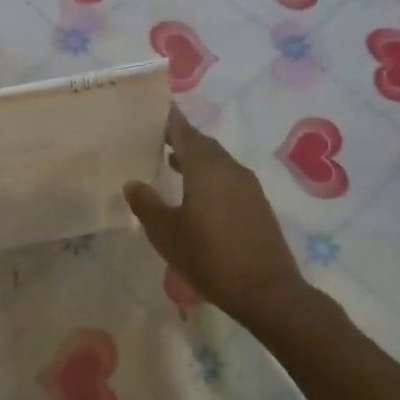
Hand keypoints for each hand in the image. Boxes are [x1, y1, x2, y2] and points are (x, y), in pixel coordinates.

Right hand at [124, 108, 308, 332]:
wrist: (267, 291)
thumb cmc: (210, 258)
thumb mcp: (167, 234)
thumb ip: (147, 205)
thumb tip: (133, 183)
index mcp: (206, 169)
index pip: (184, 133)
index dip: (169, 120)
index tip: (156, 108)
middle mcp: (229, 169)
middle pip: (203, 144)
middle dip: (182, 138)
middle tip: (158, 136)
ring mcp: (247, 187)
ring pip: (217, 161)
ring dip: (196, 158)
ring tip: (172, 162)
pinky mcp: (257, 204)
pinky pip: (228, 178)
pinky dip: (209, 175)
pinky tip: (196, 193)